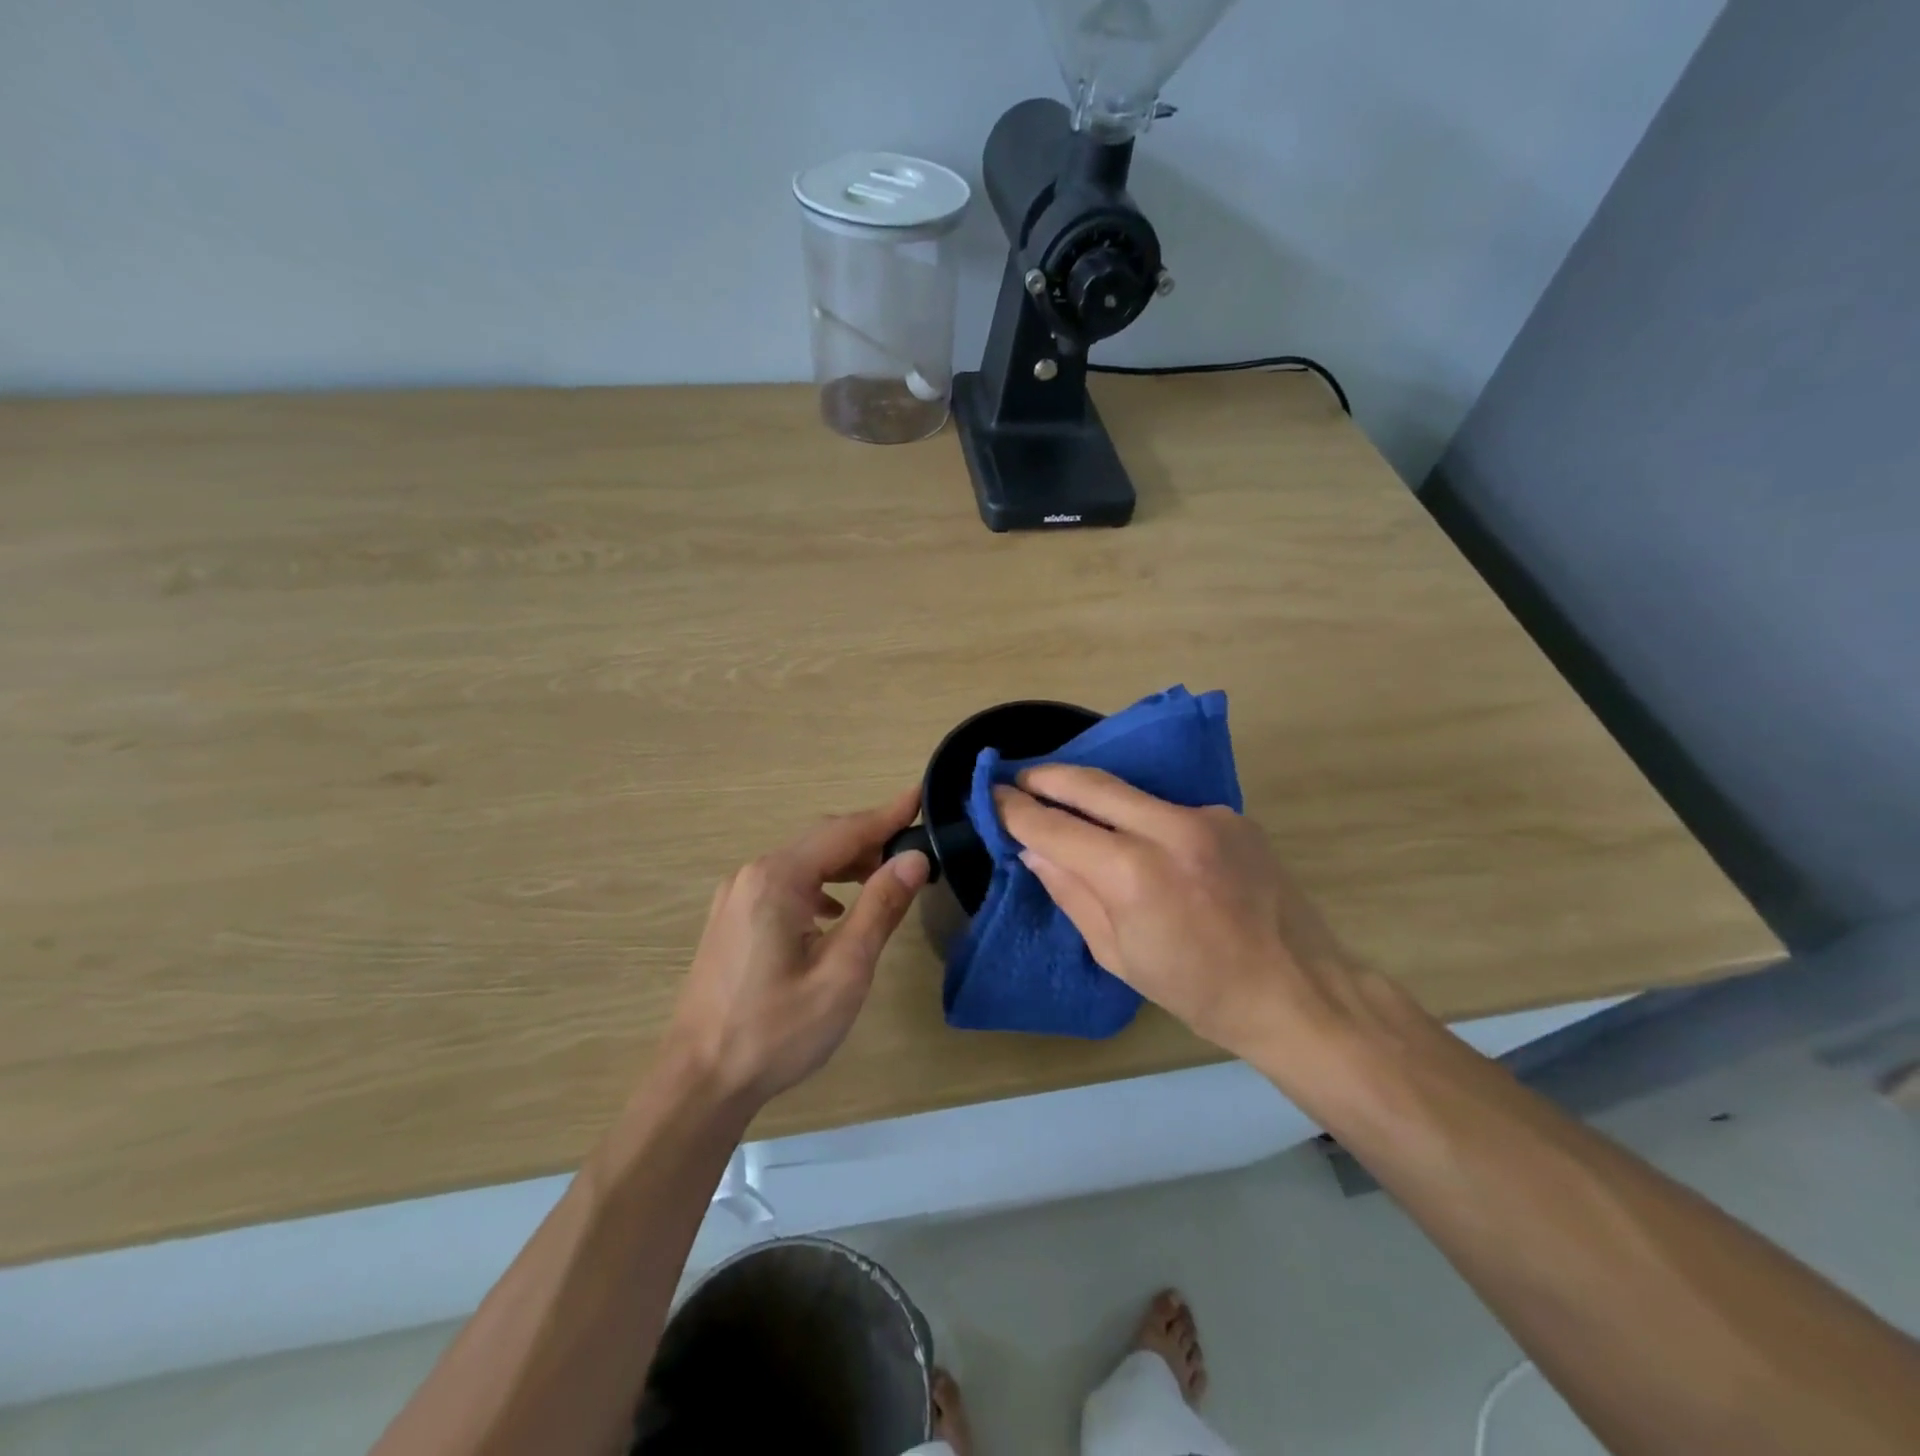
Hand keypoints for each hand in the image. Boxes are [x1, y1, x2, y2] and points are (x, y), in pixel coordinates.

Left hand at [668, 787, 929, 1106]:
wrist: (699, 1082)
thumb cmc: (777, 1031)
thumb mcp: (843, 972)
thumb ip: (880, 908)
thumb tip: (914, 858)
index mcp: (778, 879)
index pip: (844, 831)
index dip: (887, 814)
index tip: (921, 794)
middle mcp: (752, 875)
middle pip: (820, 840)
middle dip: (869, 838)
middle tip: (913, 844)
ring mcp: (736, 896)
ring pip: (801, 861)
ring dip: (844, 863)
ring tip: (884, 877)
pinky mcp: (731, 919)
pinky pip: (784, 884)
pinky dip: (818, 885)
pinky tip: (834, 911)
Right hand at [994, 765, 1358, 1060]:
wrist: (1298, 990)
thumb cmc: (1197, 990)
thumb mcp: (1118, 955)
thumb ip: (1071, 892)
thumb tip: (1034, 848)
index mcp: (1134, 875)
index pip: (1055, 827)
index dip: (1017, 810)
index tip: (992, 796)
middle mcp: (1170, 830)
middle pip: (1091, 784)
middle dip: (1047, 777)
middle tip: (1020, 779)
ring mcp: (1207, 816)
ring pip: (1132, 792)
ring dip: (1093, 793)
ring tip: (1068, 801)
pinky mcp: (1232, 815)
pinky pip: (1169, 808)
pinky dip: (1141, 816)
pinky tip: (1139, 837)